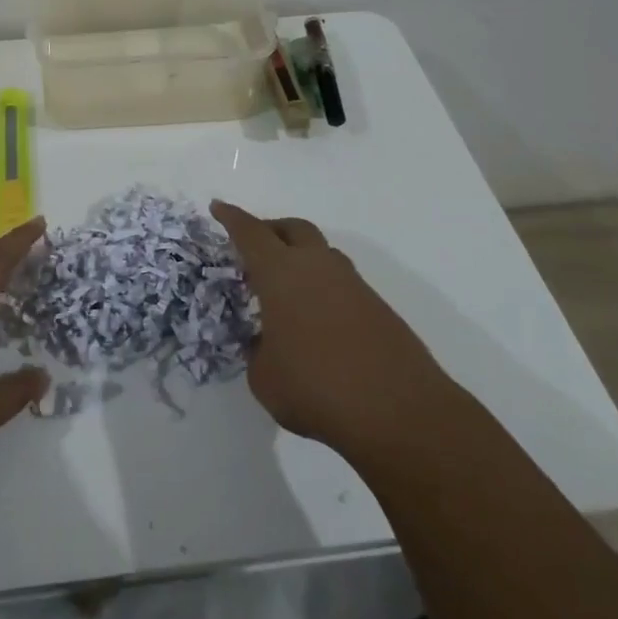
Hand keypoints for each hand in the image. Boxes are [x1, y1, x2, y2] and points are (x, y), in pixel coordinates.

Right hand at [212, 201, 443, 454]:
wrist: (400, 412)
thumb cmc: (316, 388)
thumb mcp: (264, 378)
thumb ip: (258, 353)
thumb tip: (267, 346)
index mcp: (281, 274)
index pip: (250, 234)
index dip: (231, 218)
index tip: (218, 206)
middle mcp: (318, 268)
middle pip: (294, 229)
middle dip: (271, 229)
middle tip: (254, 245)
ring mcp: (353, 286)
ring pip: (323, 253)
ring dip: (301, 258)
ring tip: (286, 287)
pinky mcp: (378, 309)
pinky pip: (342, 284)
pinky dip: (323, 289)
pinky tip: (316, 320)